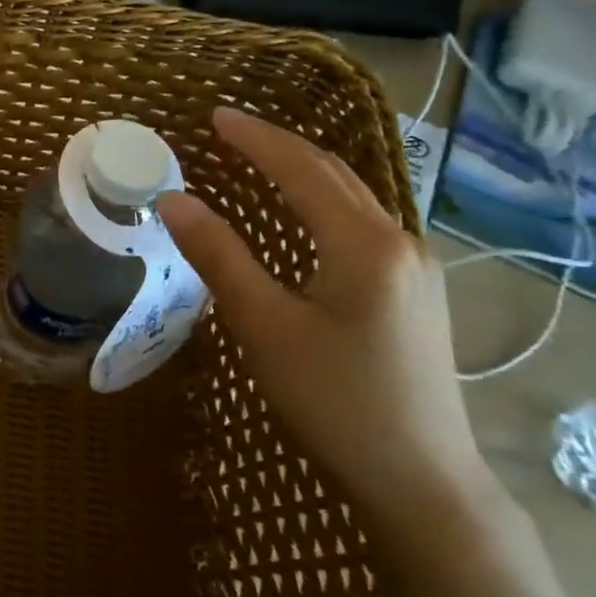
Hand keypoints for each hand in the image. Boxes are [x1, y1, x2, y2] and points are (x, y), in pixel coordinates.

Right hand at [159, 106, 501, 529]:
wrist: (422, 480)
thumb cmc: (334, 400)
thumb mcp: (264, 325)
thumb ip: (219, 255)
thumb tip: (173, 200)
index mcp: (364, 244)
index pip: (302, 169)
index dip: (255, 139)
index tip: (214, 115)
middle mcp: (399, 243)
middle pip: (334, 176)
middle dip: (280, 147)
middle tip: (229, 131)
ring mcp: (415, 270)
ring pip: (352, 199)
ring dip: (302, 173)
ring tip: (257, 160)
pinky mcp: (414, 295)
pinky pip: (360, 226)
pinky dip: (320, 203)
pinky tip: (300, 215)